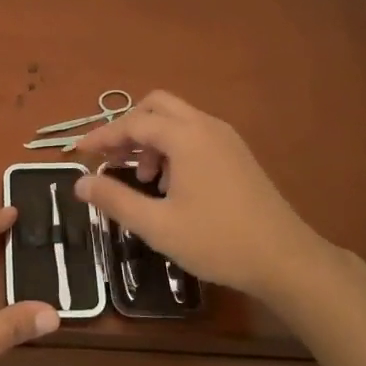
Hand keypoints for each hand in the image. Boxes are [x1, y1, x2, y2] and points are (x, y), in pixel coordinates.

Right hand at [73, 91, 332, 302]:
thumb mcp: (157, 226)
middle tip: (113, 158)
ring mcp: (226, 138)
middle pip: (157, 106)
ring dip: (152, 138)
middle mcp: (206, 126)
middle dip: (129, 127)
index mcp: (186, 137)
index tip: (79, 152)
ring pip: (177, 120)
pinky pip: (195, 134)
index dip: (102, 135)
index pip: (133, 122)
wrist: (286, 260)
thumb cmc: (217, 241)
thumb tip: (80, 183)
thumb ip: (115, 200)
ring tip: (143, 178)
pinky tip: (171, 185)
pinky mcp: (237, 154)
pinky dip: (173, 147)